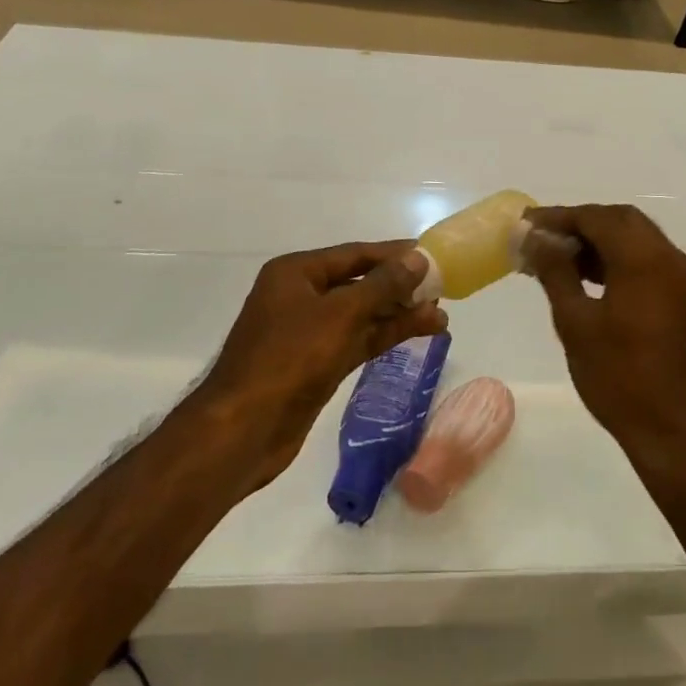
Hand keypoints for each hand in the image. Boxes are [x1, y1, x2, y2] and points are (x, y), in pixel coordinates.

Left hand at [199, 243, 445, 487]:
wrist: (243, 430)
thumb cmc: (288, 359)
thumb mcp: (340, 314)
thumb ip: (382, 285)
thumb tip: (418, 258)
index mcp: (296, 273)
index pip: (355, 254)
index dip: (394, 254)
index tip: (431, 255)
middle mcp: (301, 296)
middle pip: (359, 283)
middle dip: (400, 287)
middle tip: (442, 288)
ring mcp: (308, 333)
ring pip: (362, 315)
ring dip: (399, 314)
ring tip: (441, 315)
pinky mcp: (316, 364)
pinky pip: (357, 340)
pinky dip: (386, 336)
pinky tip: (419, 333)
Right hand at [521, 206, 685, 464]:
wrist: (676, 432)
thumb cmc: (620, 378)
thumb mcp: (576, 322)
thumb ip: (555, 271)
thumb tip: (535, 237)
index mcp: (643, 259)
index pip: (596, 217)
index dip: (558, 217)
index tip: (526, 224)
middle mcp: (667, 257)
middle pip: (619, 219)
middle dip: (579, 223)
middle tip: (541, 237)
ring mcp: (678, 277)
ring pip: (633, 238)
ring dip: (596, 240)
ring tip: (555, 257)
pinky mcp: (679, 297)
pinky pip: (644, 259)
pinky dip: (614, 257)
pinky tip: (584, 277)